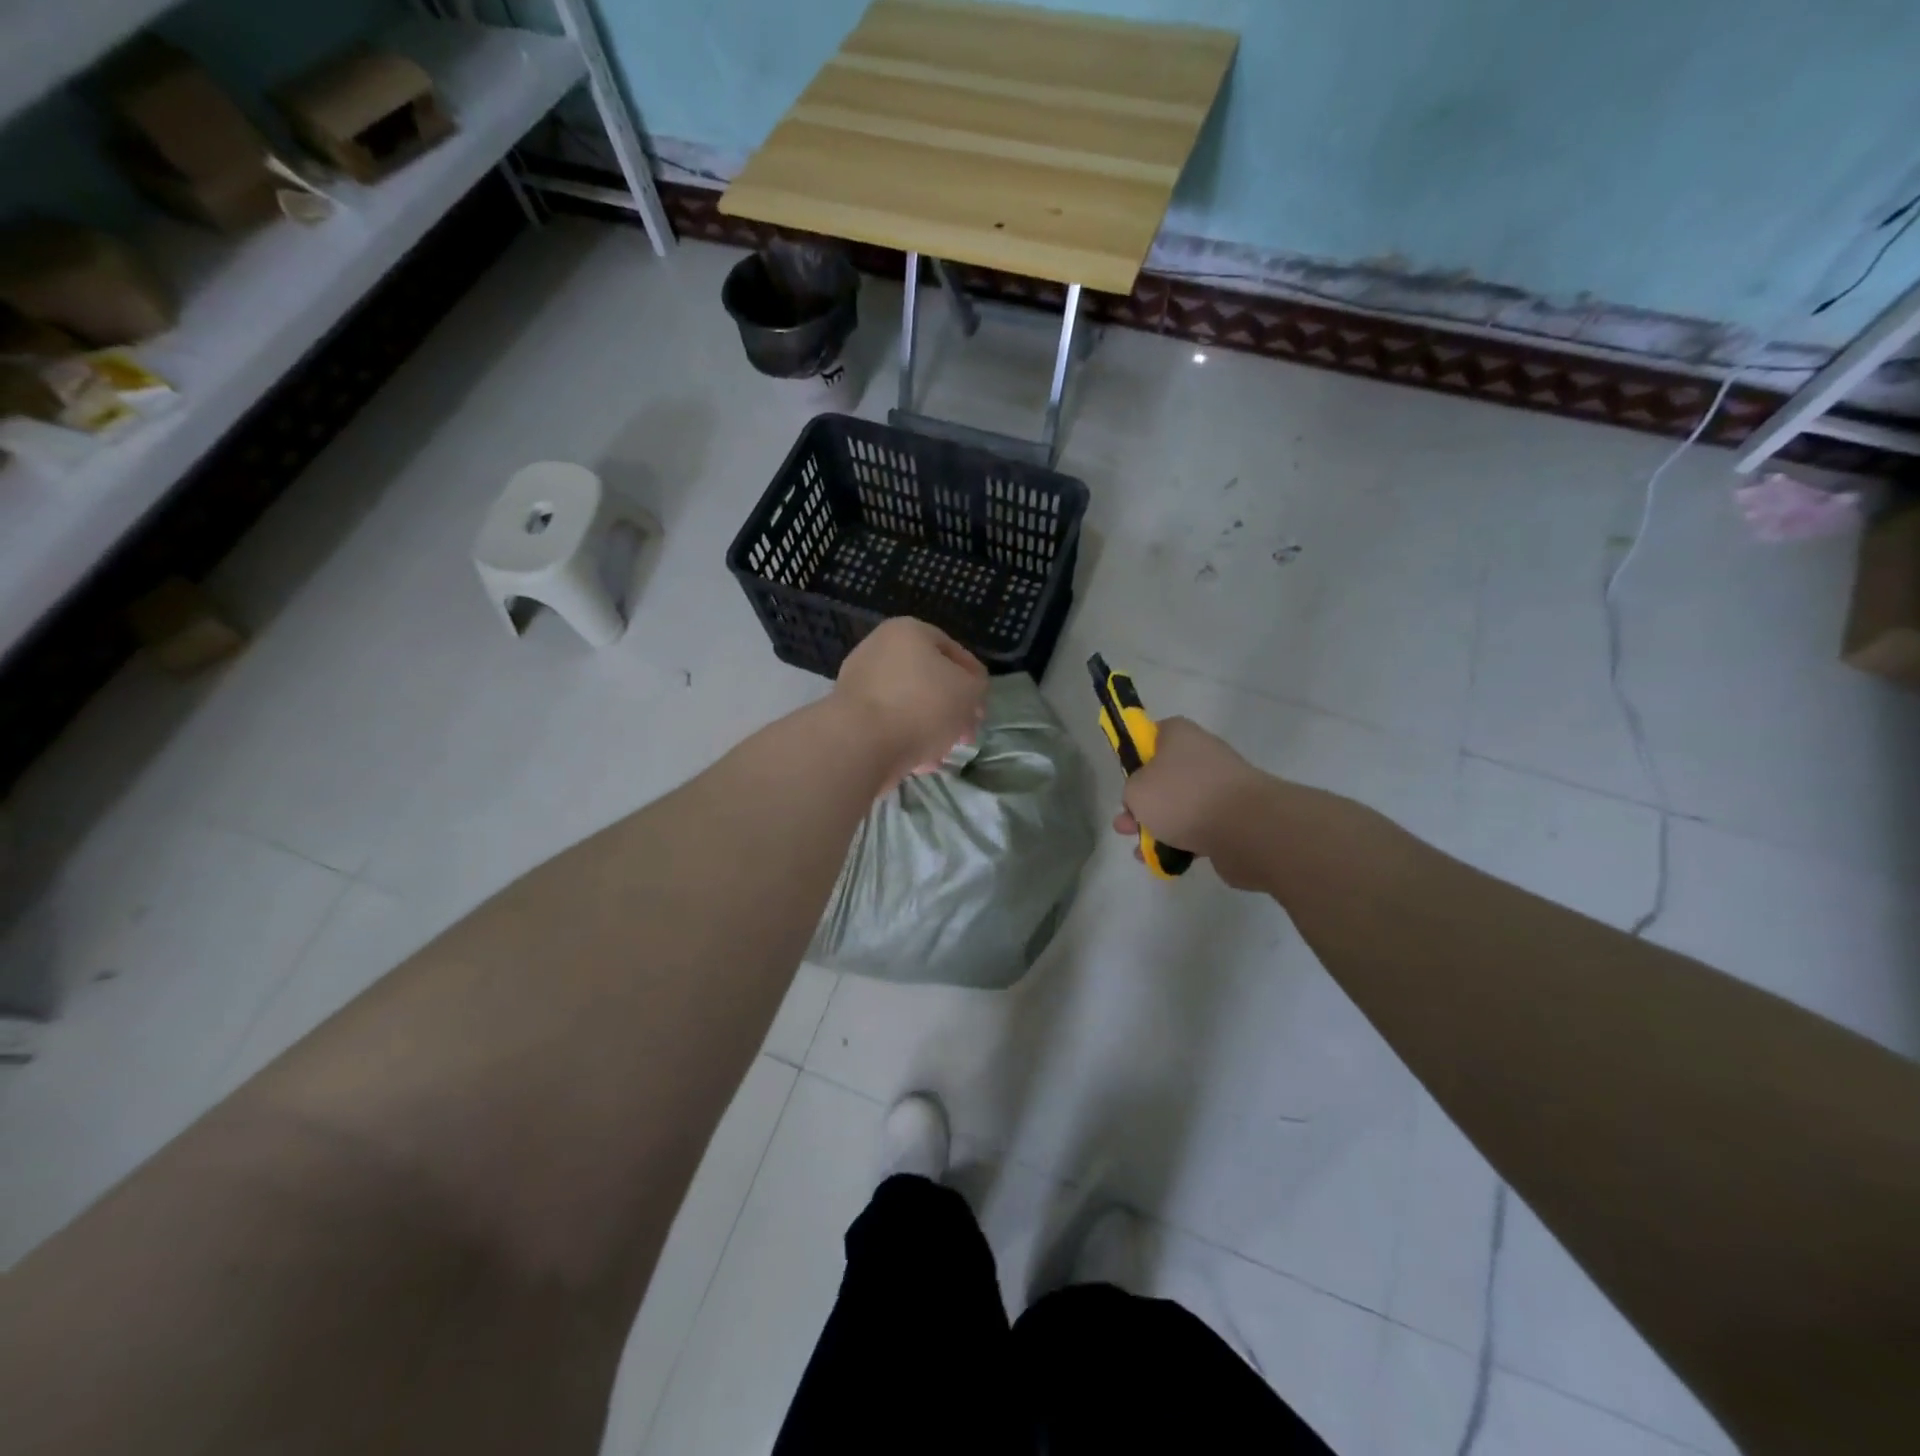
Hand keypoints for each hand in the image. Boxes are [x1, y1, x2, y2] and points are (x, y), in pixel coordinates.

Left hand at [834, 618, 988, 786]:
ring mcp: (859, 682)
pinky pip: (888, 724)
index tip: (983, 708)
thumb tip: (968, 692)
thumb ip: (977, 687)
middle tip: (965, 734)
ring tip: (942, 751)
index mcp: (908, 631)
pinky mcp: (849, 715)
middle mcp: (879, 649)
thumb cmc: (921, 706)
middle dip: (952, 709)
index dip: (975, 680)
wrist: (860, 743)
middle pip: (929, 680)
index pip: (954, 650)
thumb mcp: (969, 691)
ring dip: (930, 727)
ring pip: (909, 705)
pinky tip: (919, 761)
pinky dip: (905, 739)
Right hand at [1113, 717, 1275, 888]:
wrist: (1246, 828)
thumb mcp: (1136, 789)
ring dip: (1159, 827)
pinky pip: (1199, 828)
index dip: (1135, 757)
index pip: (1152, 735)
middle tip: (1125, 825)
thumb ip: (1131, 790)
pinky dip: (1182, 843)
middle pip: (1164, 776)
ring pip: (1180, 805)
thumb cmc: (1183, 797)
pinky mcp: (1234, 817)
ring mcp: (1221, 787)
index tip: (1125, 780)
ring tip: (1141, 851)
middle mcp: (1202, 755)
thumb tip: (1145, 798)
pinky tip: (1165, 860)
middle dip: (1142, 804)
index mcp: (1180, 735)